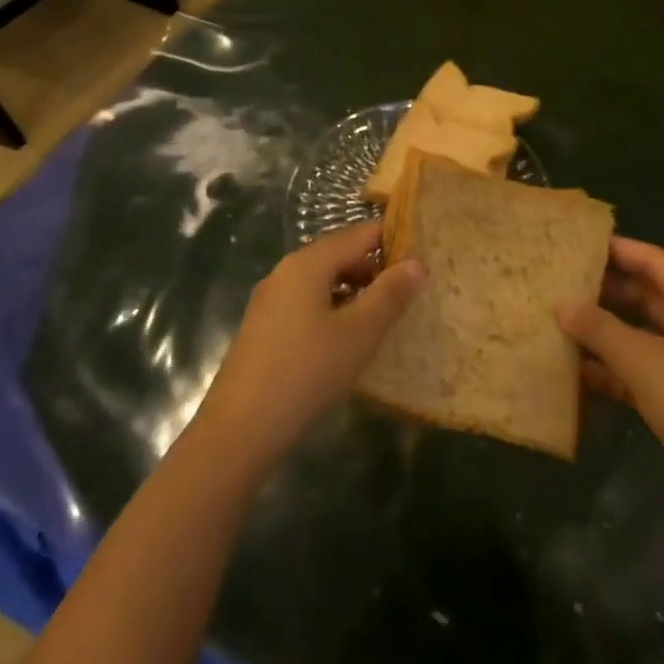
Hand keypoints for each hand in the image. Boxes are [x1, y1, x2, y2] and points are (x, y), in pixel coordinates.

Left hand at [194, 219, 423, 473]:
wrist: (239, 429)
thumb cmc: (307, 372)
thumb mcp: (359, 333)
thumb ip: (390, 295)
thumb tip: (417, 263)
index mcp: (307, 263)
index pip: (358, 234)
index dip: (392, 239)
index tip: (423, 253)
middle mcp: (285, 272)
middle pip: (338, 254)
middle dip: (374, 267)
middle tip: (408, 290)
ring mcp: (270, 300)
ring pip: (321, 281)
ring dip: (354, 291)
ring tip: (383, 317)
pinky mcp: (263, 328)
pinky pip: (306, 303)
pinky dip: (332, 309)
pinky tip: (346, 340)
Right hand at [558, 237, 663, 529]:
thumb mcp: (646, 362)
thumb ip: (600, 329)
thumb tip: (560, 303)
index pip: (656, 262)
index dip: (618, 249)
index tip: (576, 242)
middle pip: (647, 295)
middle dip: (605, 289)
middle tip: (559, 278)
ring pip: (639, 333)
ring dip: (603, 328)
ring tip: (557, 316)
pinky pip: (638, 368)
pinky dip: (609, 366)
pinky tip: (572, 366)